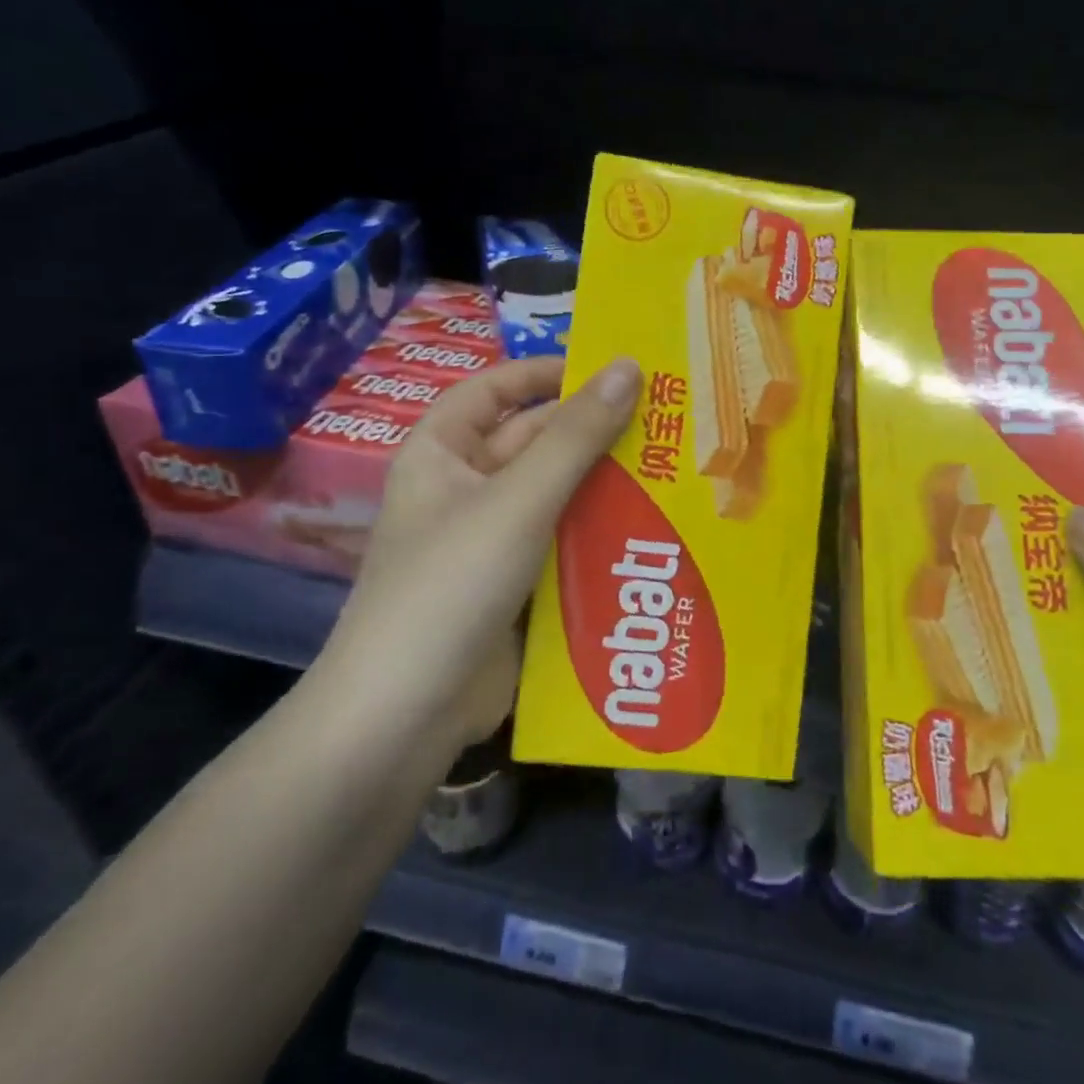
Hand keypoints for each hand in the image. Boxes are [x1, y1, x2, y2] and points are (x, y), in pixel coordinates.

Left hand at [320, 355, 641, 749]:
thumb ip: (576, 436)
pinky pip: (565, 543)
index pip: (496, 389)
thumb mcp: (519, 500)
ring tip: (678, 469)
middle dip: (594, 433)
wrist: (405, 717)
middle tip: (668, 421)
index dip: (548, 372)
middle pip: (535, 443)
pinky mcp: (517, 587)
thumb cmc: (451, 584)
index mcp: (443, 453)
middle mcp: (466, 489)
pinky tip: (654, 530)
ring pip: (557, 496)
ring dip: (607, 485)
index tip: (612, 370)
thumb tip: (628, 366)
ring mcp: (492, 541)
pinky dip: (602, 533)